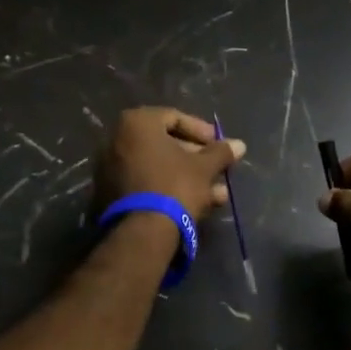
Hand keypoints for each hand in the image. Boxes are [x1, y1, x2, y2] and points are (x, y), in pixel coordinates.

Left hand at [95, 107, 245, 223]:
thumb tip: (239, 144)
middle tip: (218, 171)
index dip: (201, 132)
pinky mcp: (111, 194)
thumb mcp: (204, 167)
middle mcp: (117, 140)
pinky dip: (169, 189)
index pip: (174, 118)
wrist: (143, 232)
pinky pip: (146, 183)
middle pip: (165, 144)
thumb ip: (221, 152)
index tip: (219, 146)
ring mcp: (111, 168)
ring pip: (158, 167)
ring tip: (217, 195)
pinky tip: (197, 205)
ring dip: (188, 177)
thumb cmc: (175, 186)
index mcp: (136, 123)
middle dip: (196, 159)